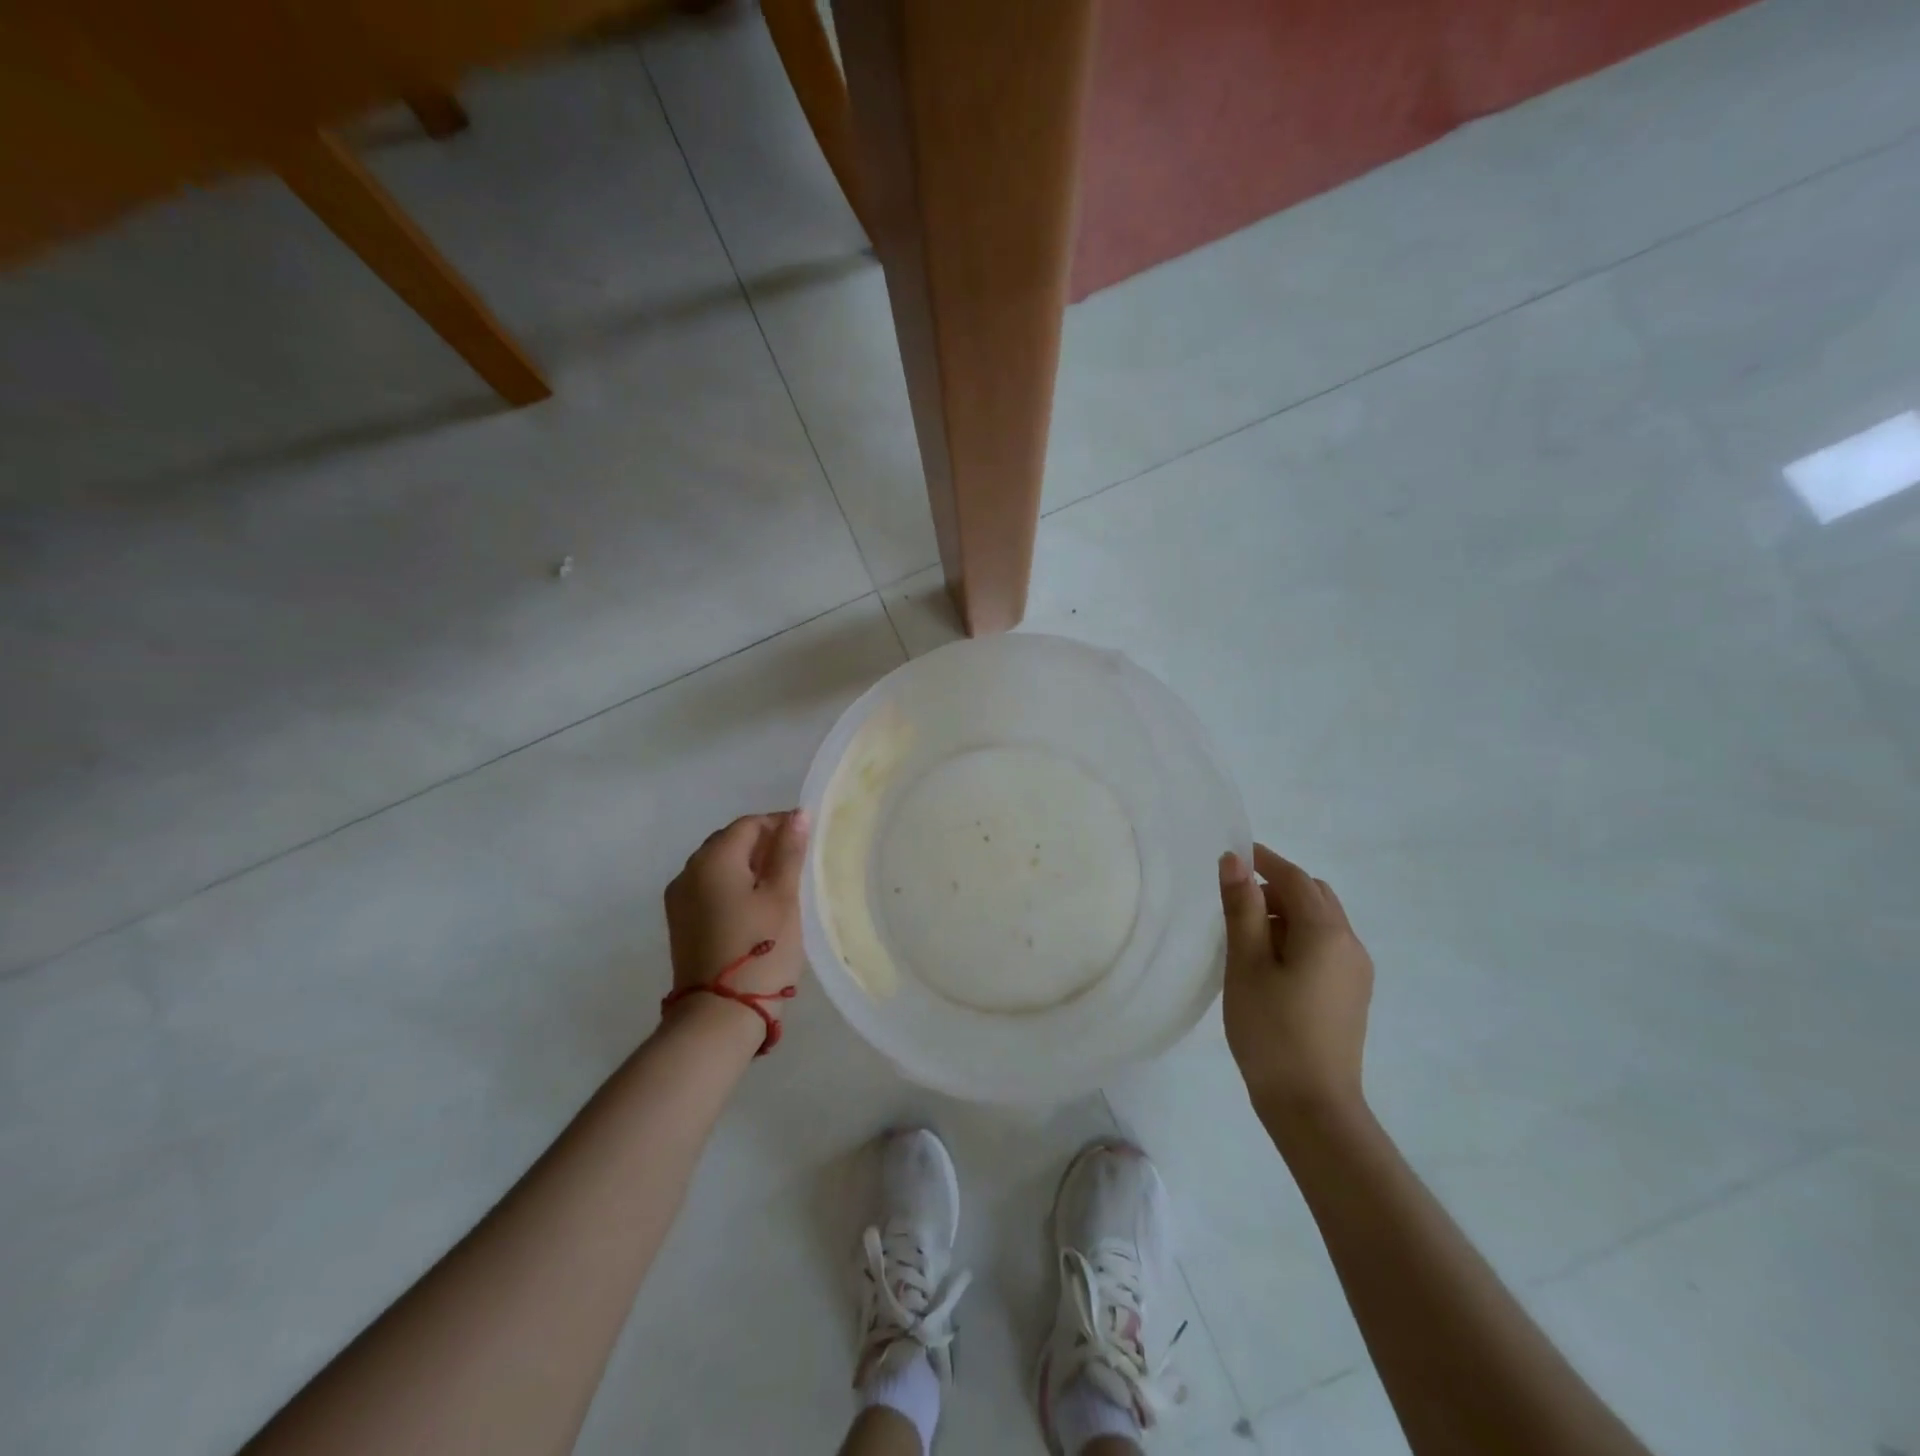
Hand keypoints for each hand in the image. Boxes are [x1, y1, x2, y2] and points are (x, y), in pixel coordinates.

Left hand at [665, 811, 810, 1022]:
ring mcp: (679, 900)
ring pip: (717, 866)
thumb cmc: (760, 950)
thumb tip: (797, 814)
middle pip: (728, 842)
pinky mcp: (680, 924)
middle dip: (762, 844)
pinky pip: (709, 888)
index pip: (748, 824)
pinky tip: (755, 905)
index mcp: (713, 860)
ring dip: (747, 866)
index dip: (778, 825)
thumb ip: (788, 852)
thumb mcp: (783, 897)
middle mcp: (688, 872)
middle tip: (796, 861)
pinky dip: (733, 886)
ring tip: (779, 883)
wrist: (719, 1016)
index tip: (806, 839)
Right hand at [1218, 844, 1372, 1118]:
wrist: (1312, 1105)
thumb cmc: (1271, 1029)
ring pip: (1320, 922)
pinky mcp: (1351, 994)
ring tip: (1247, 935)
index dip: (1263, 860)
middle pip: (1313, 895)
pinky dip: (1298, 937)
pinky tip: (1270, 963)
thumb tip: (1234, 860)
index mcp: (1326, 932)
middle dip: (1275, 887)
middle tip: (1235, 900)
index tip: (1231, 855)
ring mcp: (1356, 971)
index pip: (1294, 878)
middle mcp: (1350, 944)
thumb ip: (1241, 907)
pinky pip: (1325, 946)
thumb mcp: (1246, 963)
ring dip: (1286, 913)